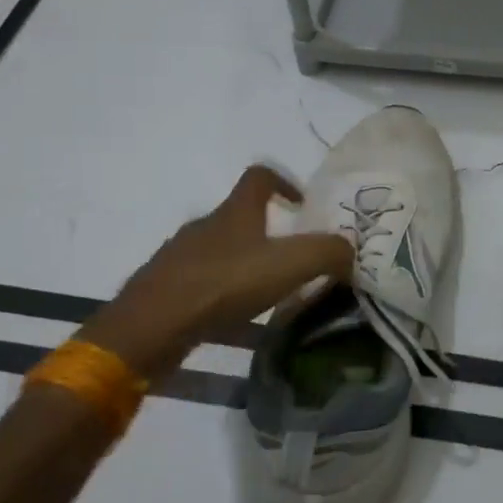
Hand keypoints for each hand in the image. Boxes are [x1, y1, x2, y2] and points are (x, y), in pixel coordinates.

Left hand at [76, 166, 352, 378]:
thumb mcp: (290, 265)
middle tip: (292, 260)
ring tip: (265, 292)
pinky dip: (219, 290)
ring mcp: (179, 256)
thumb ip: (328, 252)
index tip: (302, 206)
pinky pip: (199, 279)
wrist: (150, 326)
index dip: (284, 182)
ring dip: (243, 263)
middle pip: (239, 216)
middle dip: (268, 232)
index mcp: (235, 211)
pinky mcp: (164, 287)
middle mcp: (204, 225)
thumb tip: (352, 251)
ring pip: (219, 249)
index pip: (259, 176)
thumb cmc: (224, 284)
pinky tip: (231, 315)